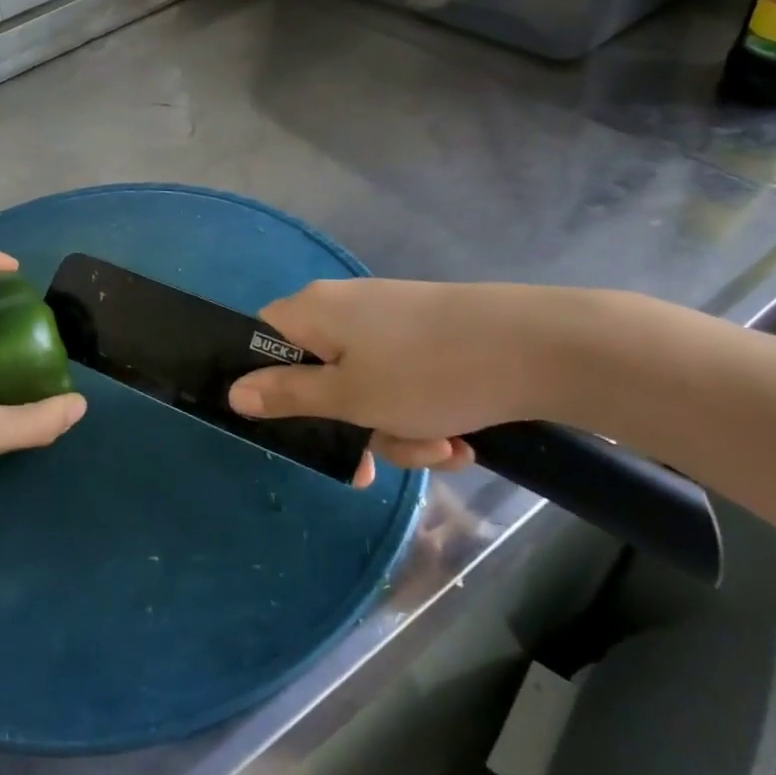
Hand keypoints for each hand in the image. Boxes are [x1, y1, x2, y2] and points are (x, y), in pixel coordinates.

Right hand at [228, 280, 582, 481]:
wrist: (541, 347)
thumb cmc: (427, 372)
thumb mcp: (350, 397)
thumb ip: (288, 396)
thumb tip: (234, 393)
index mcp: (314, 312)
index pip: (262, 339)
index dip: (266, 383)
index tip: (290, 426)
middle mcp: (346, 308)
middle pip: (319, 375)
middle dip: (350, 427)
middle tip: (374, 466)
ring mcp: (391, 321)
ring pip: (368, 389)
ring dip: (397, 431)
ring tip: (441, 450)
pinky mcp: (429, 336)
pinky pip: (405, 383)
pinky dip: (425, 416)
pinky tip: (460, 441)